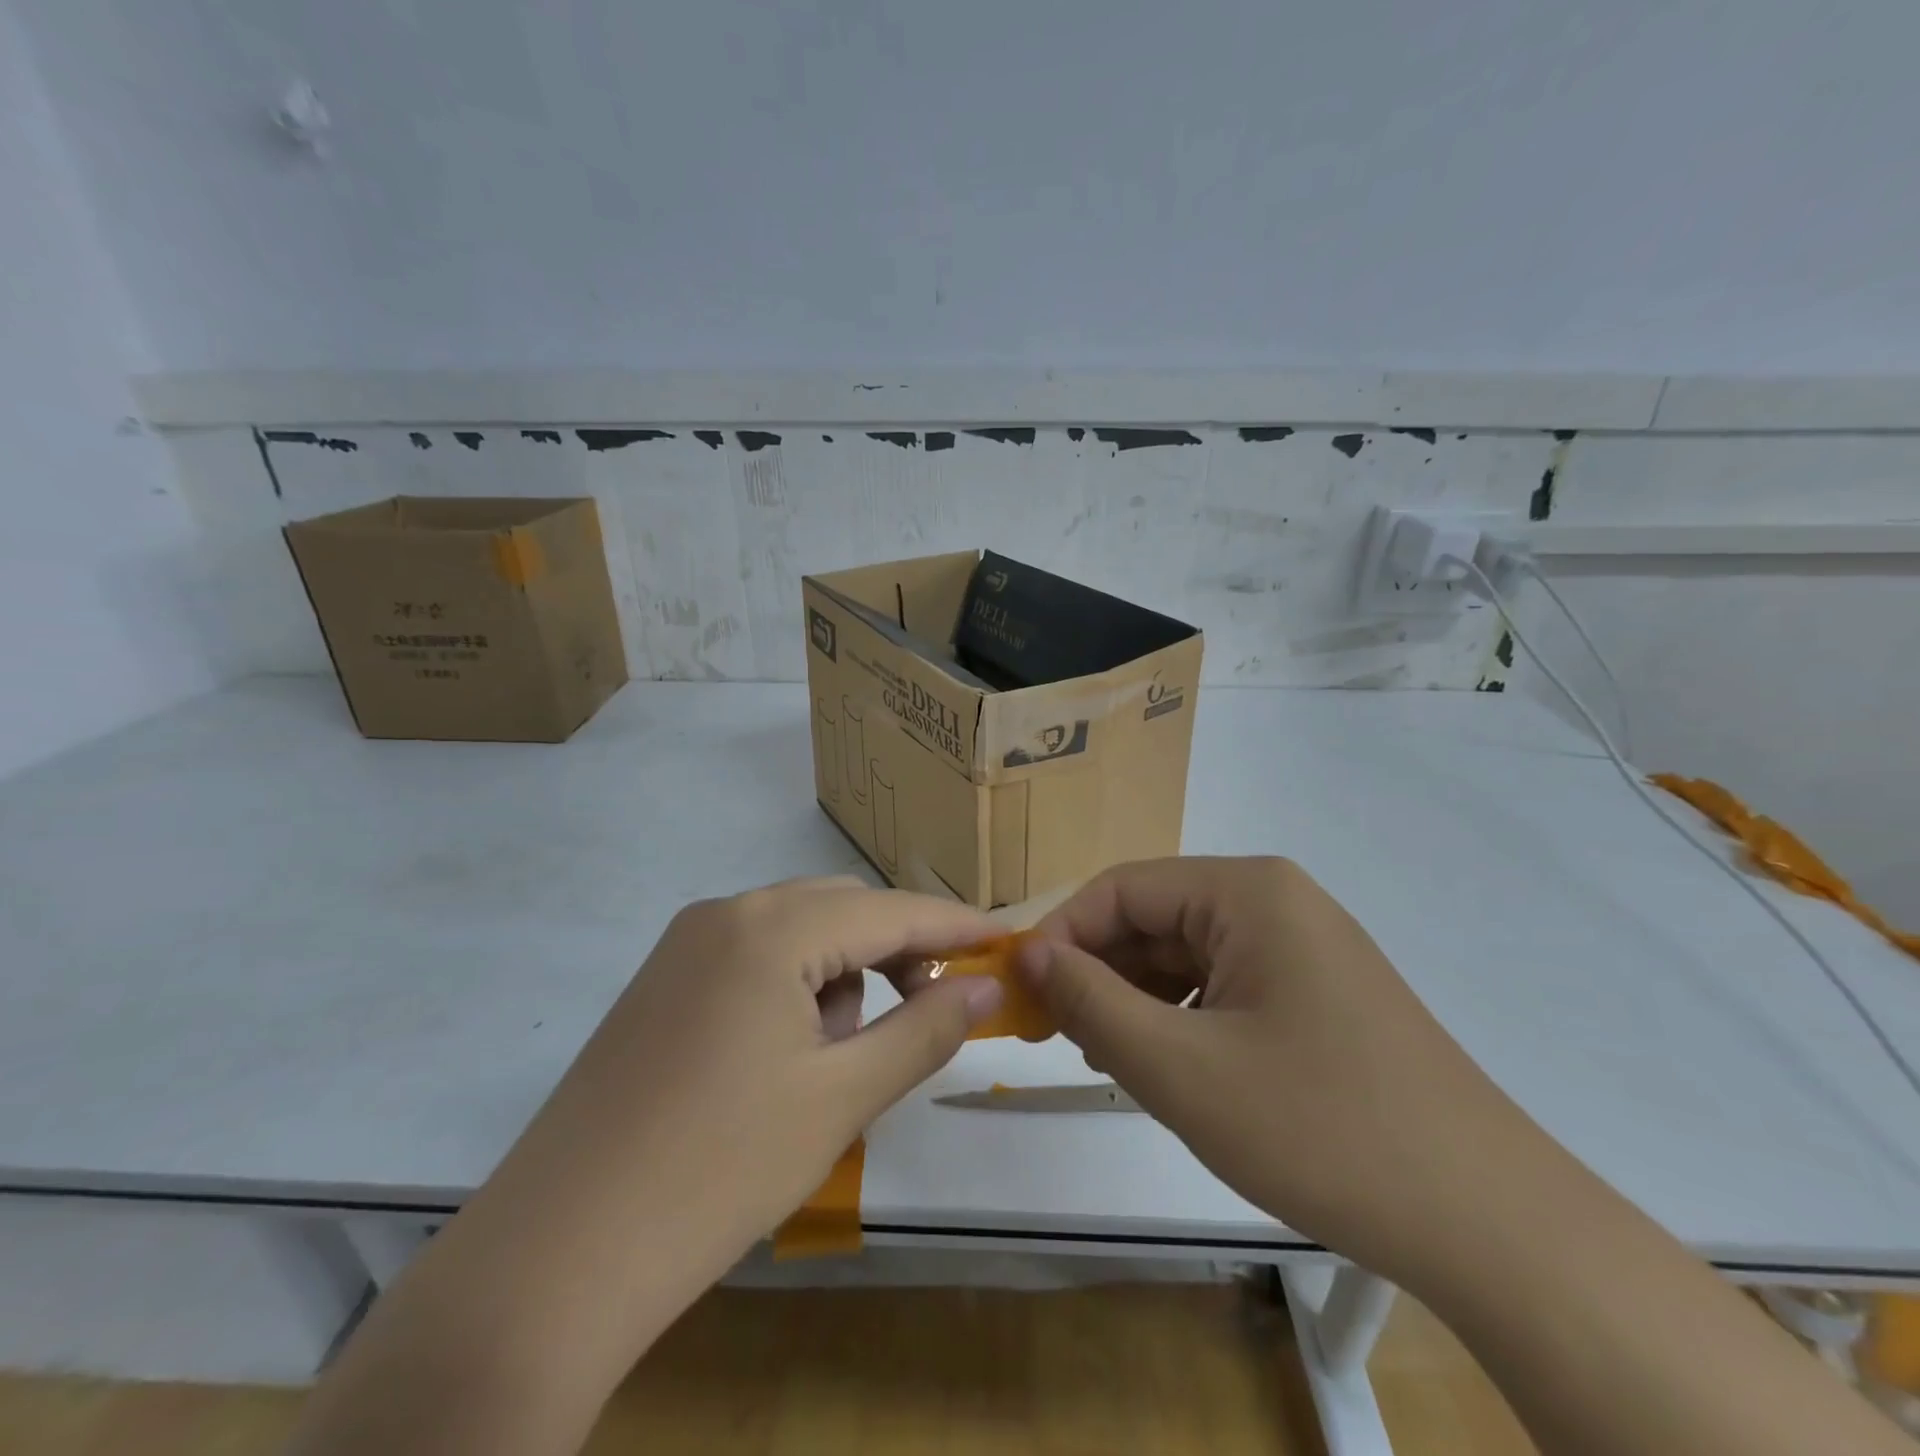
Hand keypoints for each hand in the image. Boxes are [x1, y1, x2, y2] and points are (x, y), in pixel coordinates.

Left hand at [290, 877, 1002, 1455]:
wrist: (553, 1259)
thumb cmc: (718, 1171)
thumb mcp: (841, 1098)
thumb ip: (925, 1029)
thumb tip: (988, 985)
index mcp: (771, 927)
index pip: (889, 910)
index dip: (955, 926)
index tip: (1008, 940)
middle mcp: (725, 913)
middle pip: (842, 909)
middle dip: (898, 950)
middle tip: (936, 1005)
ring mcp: (685, 944)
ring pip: (797, 931)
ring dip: (844, 971)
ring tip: (849, 1050)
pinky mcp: (661, 982)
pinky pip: (754, 956)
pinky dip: (795, 985)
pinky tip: (790, 1051)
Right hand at [1022, 856, 1529, 1280]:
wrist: (1490, 1224)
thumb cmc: (1320, 1128)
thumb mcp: (1179, 1068)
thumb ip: (1091, 1002)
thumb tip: (1028, 956)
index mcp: (1246, 891)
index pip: (1122, 889)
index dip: (1062, 934)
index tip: (1021, 991)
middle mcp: (1275, 902)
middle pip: (1155, 919)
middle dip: (1098, 972)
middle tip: (1053, 1034)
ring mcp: (1302, 948)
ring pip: (1186, 957)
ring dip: (1135, 1000)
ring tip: (1104, 1058)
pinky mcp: (1318, 994)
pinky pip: (1224, 987)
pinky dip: (1181, 1019)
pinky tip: (1165, 1067)